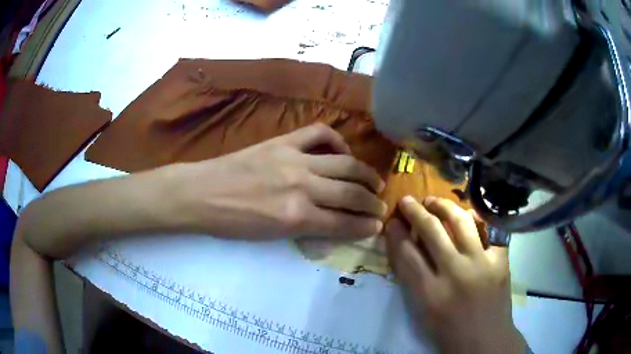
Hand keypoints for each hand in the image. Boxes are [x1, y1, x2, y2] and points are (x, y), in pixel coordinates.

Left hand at [169, 123, 386, 238]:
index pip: (343, 223)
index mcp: (295, 217)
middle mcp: (301, 187)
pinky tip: (342, 151)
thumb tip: (333, 223)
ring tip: (375, 182)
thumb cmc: (231, 222)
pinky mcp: (283, 142)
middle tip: (382, 207)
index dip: (365, 226)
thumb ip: (306, 228)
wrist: (200, 193)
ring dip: (366, 175)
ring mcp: (293, 160)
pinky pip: (319, 134)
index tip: (377, 226)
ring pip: (344, 165)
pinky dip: (337, 141)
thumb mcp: (271, 236)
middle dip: (373, 203)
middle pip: (351, 193)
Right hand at [385, 196, 526, 353]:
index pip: (406, 253)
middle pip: (431, 230)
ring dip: (443, 206)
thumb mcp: (422, 311)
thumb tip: (405, 245)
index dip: (396, 232)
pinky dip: (475, 219)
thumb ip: (412, 278)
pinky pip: (488, 228)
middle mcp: (456, 274)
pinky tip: (467, 215)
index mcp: (430, 294)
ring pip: (460, 221)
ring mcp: (482, 264)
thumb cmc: (448, 330)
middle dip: (414, 211)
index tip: (392, 221)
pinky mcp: (500, 260)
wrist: (485, 340)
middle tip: (407, 201)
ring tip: (434, 201)